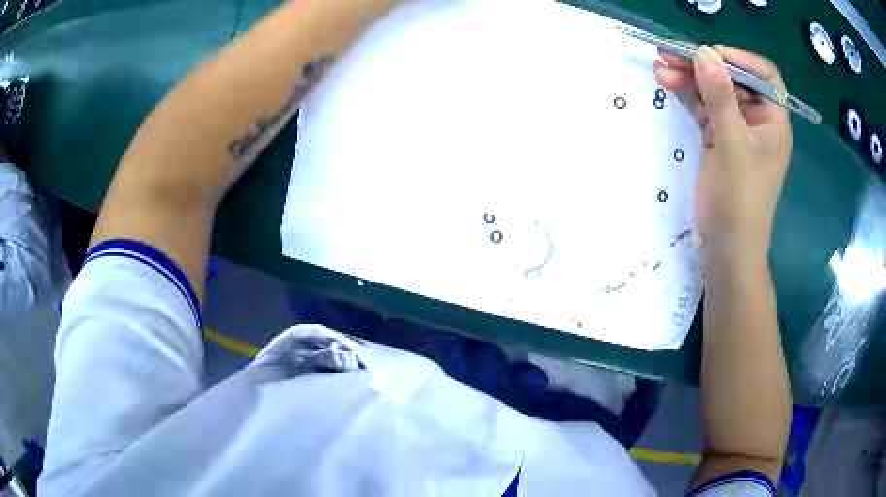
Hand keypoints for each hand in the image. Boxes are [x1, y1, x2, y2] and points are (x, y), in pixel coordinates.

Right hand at [654, 45, 791, 266]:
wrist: (727, 247)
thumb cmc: (741, 199)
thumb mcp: (733, 144)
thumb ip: (720, 96)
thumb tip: (704, 52)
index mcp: (773, 120)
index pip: (764, 75)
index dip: (739, 59)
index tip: (709, 54)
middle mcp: (757, 119)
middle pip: (732, 79)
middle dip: (704, 64)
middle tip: (670, 53)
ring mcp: (736, 128)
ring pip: (714, 91)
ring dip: (689, 77)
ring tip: (660, 65)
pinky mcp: (718, 138)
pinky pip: (703, 107)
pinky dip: (686, 94)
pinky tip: (666, 81)